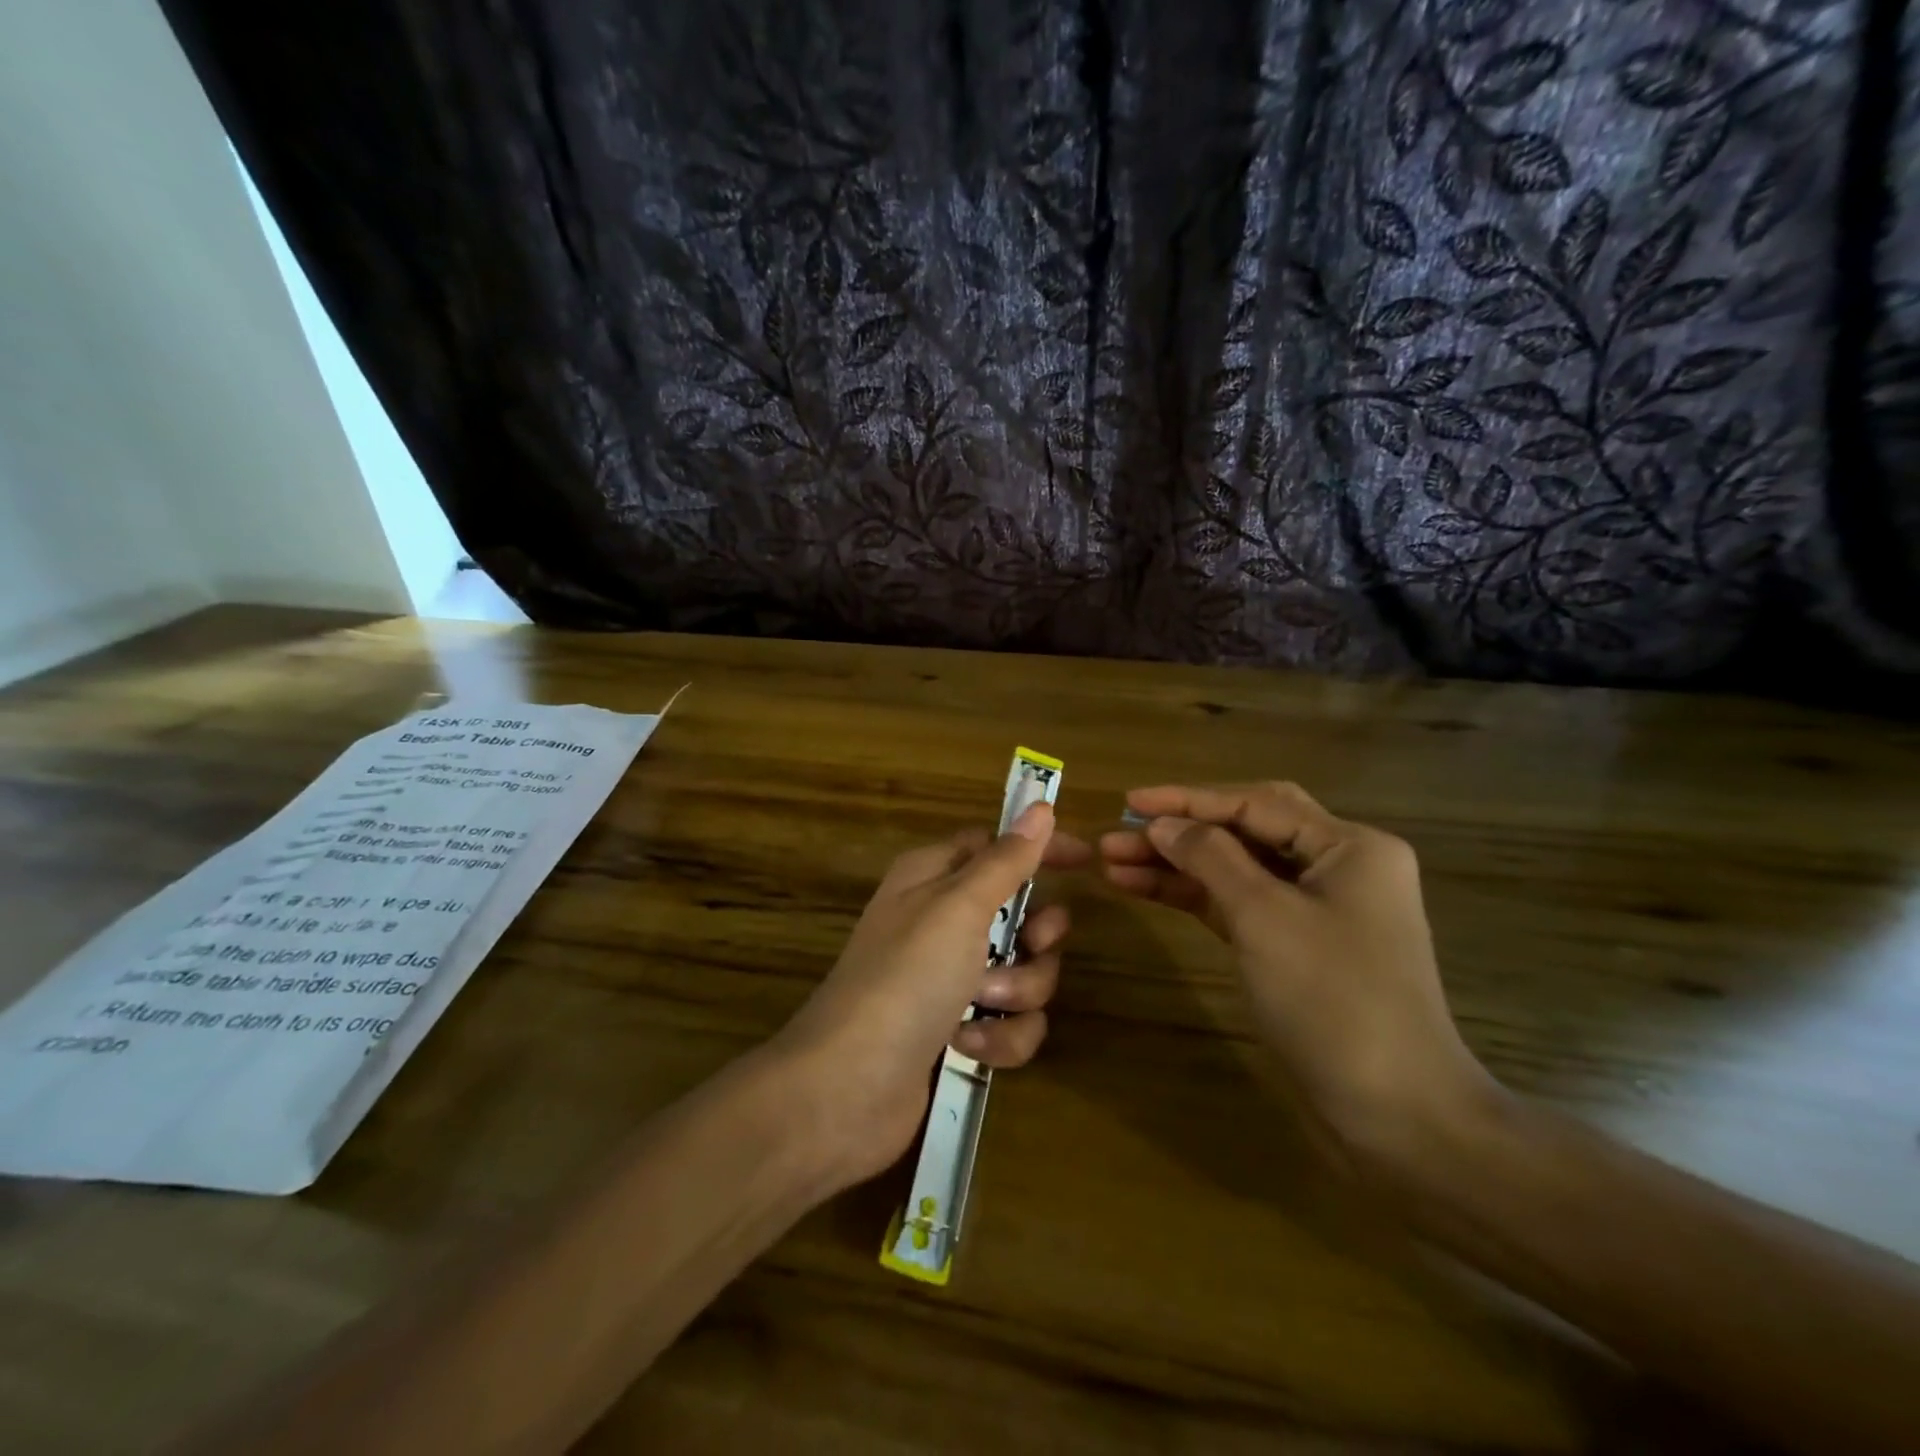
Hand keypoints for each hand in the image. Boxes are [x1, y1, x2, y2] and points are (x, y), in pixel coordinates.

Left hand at [771, 802, 1089, 1187]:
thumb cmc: (905, 977)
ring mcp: (950, 980)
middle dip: (1036, 937)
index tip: (1085, 861)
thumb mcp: (958, 907)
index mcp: (933, 877)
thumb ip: (1006, 860)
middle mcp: (942, 922)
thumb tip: (1040, 807)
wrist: (850, 1087)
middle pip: (1021, 914)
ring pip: (1024, 972)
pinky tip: (968, 1045)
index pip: (997, 846)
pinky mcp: (958, 1030)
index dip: (1039, 850)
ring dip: (1016, 992)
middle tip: (1028, 946)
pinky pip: (1010, 1023)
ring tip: (981, 1005)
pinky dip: (999, 1037)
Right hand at [1099, 781, 1498, 1175]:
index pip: (1255, 804)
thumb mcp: (1264, 917)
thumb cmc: (1334, 1000)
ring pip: (1235, 869)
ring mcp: (1315, 909)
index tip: (1129, 801)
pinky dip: (1193, 896)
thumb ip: (1210, 858)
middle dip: (1179, 829)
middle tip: (1118, 832)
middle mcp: (1336, 866)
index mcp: (1349, 846)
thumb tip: (1161, 824)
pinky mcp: (1295, 946)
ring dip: (1177, 864)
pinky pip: (1237, 905)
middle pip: (1244, 830)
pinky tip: (1144, 889)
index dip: (1187, 799)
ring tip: (1113, 862)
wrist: (1397, 1115)